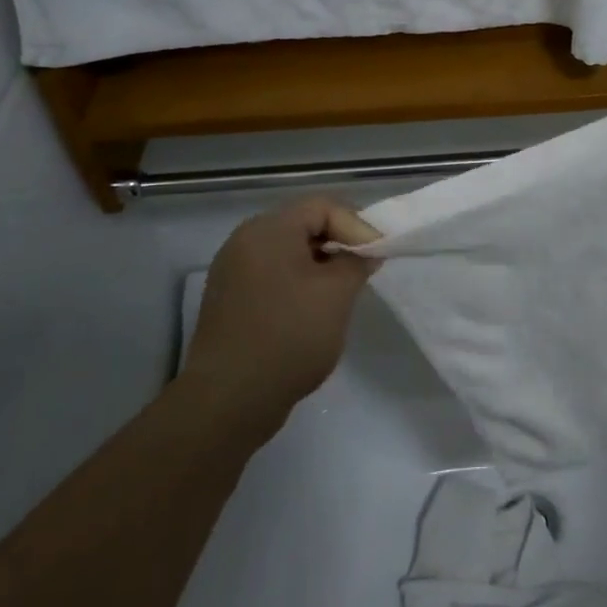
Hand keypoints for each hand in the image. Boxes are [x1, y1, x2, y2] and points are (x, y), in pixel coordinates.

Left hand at [181, 198, 382, 431]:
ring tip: (344, 290)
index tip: (378, 255)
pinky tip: (313, 310)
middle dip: (340, 242)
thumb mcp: (337, 295)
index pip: (322, 206)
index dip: (357, 225)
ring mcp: (232, 271)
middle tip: (365, 269)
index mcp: (268, 230)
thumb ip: (357, 263)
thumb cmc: (289, 336)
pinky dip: (298, 282)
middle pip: (303, 224)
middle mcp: (245, 241)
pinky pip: (272, 275)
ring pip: (288, 251)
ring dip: (320, 264)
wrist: (229, 399)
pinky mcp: (229, 299)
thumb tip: (366, 253)